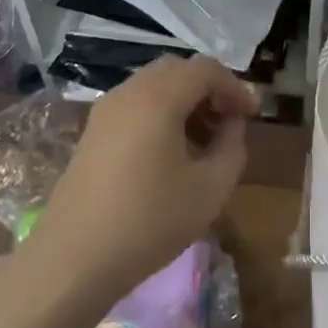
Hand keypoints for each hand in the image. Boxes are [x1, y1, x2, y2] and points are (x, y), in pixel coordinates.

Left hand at [31, 55, 258, 299]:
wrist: (74, 258)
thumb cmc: (150, 221)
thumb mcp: (211, 189)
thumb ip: (232, 147)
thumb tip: (231, 125)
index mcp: (158, 97)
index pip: (205, 69)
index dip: (235, 87)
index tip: (253, 116)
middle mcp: (128, 93)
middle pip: (177, 70)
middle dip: (209, 89)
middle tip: (230, 122)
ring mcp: (105, 111)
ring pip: (154, 86)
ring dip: (185, 101)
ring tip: (204, 140)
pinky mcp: (92, 133)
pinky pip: (135, 105)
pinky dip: (161, 113)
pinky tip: (172, 152)